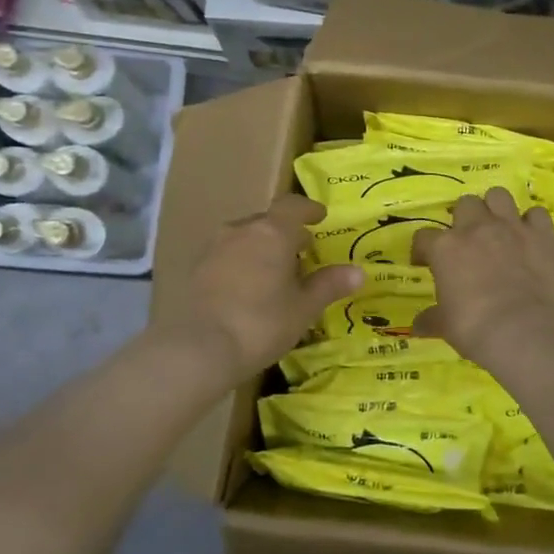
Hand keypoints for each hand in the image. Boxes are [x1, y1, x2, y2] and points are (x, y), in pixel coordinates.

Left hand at [169, 195, 363, 377]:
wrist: (199, 348)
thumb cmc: (261, 323)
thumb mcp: (303, 308)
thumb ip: (329, 285)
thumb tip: (358, 271)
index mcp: (272, 232)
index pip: (293, 206)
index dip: (308, 209)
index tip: (320, 217)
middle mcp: (241, 230)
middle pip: (267, 222)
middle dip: (286, 233)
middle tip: (301, 252)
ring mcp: (214, 248)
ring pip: (244, 238)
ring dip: (262, 248)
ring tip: (274, 272)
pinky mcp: (195, 269)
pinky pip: (226, 256)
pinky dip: (241, 263)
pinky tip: (247, 288)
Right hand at [410, 188, 553, 363]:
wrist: (524, 330)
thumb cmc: (475, 327)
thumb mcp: (445, 326)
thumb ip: (431, 319)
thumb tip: (417, 326)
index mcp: (446, 248)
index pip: (424, 237)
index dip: (423, 250)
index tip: (425, 264)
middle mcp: (477, 228)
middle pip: (465, 203)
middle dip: (464, 218)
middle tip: (468, 241)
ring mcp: (512, 227)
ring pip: (499, 195)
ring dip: (496, 209)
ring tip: (498, 229)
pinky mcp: (543, 234)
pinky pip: (537, 214)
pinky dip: (532, 223)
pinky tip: (530, 238)